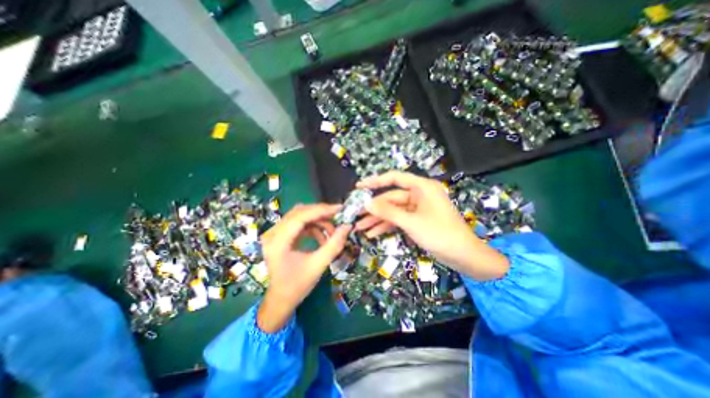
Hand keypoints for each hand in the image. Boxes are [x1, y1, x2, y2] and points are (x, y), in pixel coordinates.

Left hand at [259, 205, 351, 331]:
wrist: (281, 299)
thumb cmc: (297, 286)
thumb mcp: (318, 265)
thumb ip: (334, 245)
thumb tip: (347, 226)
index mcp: (278, 242)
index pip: (300, 216)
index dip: (321, 210)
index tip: (339, 209)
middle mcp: (272, 233)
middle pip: (299, 212)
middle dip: (321, 214)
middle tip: (338, 217)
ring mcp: (275, 233)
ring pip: (300, 216)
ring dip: (318, 221)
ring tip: (331, 233)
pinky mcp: (280, 235)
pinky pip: (299, 223)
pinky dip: (313, 226)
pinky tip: (322, 237)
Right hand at [356, 172, 510, 281]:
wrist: (464, 256)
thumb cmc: (440, 234)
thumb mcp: (411, 222)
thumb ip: (388, 211)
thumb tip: (366, 203)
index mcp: (422, 187)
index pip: (394, 178)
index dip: (375, 181)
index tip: (359, 187)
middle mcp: (419, 194)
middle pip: (391, 198)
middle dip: (374, 208)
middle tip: (356, 215)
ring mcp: (418, 208)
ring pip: (393, 210)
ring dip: (378, 219)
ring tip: (360, 227)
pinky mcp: (417, 220)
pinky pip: (399, 219)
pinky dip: (387, 226)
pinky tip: (373, 233)